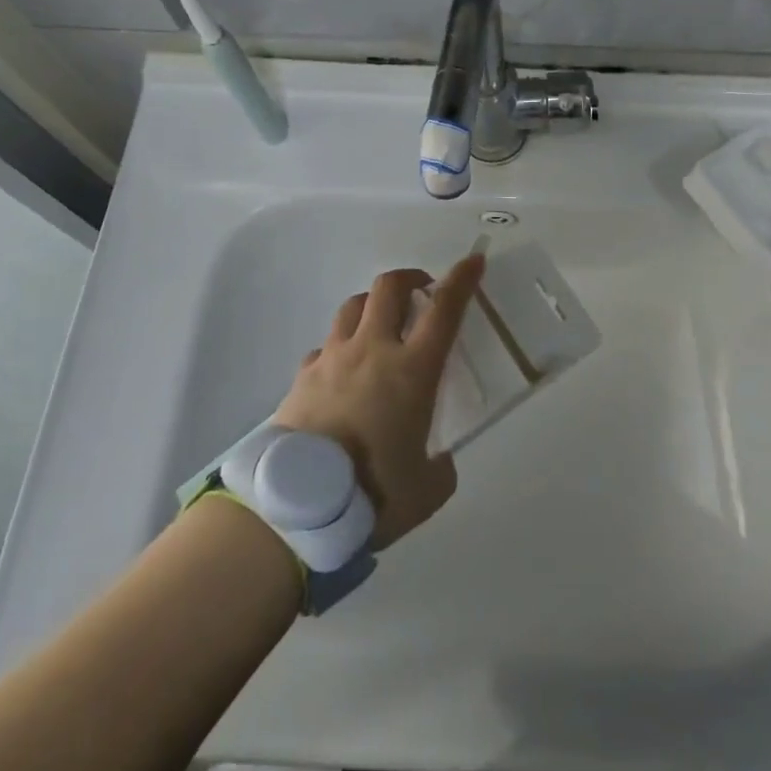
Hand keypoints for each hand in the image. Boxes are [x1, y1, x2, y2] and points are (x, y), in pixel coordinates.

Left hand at [273, 254, 484, 549]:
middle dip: (409, 278)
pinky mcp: (302, 376)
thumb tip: (435, 459)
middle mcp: (373, 350)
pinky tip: (341, 372)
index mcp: (412, 370)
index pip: (444, 309)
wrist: (298, 508)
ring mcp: (332, 358)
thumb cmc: (373, 494)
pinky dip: (339, 348)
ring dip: (372, 305)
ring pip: (352, 306)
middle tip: (421, 291)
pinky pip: (324, 347)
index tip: (473, 261)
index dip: (462, 280)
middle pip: (389, 288)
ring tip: (380, 325)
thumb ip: (439, 466)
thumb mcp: (427, 489)